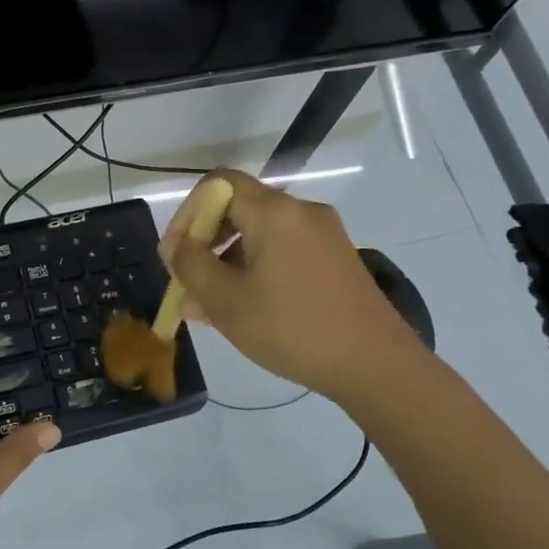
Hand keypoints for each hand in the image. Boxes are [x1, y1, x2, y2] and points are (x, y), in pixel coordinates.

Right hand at [158, 169, 416, 400]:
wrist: (375, 364)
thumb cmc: (292, 329)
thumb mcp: (227, 301)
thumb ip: (191, 266)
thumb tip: (177, 247)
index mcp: (275, 212)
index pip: (217, 185)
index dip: (186, 214)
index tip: (174, 255)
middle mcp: (302, 212)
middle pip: (239, 209)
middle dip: (204, 243)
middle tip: (187, 284)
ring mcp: (324, 236)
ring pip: (260, 236)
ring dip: (227, 263)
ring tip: (208, 308)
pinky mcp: (336, 260)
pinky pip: (284, 252)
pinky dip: (256, 270)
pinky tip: (245, 309)